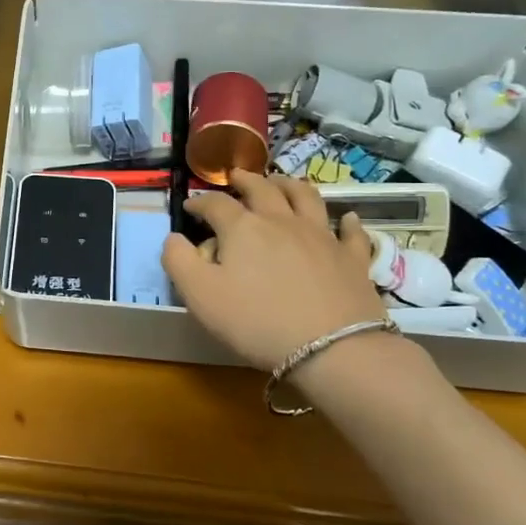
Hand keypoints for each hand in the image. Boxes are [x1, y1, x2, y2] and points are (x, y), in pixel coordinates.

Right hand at [161, 170, 388, 370]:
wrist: (331, 347)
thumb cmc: (256, 321)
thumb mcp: (199, 296)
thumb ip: (178, 261)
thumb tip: (173, 238)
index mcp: (242, 228)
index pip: (215, 204)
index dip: (200, 202)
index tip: (190, 206)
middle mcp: (282, 221)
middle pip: (262, 189)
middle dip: (245, 180)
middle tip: (236, 176)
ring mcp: (321, 235)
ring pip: (306, 197)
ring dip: (290, 185)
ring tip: (281, 182)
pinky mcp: (351, 257)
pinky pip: (350, 232)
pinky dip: (346, 221)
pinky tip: (347, 218)